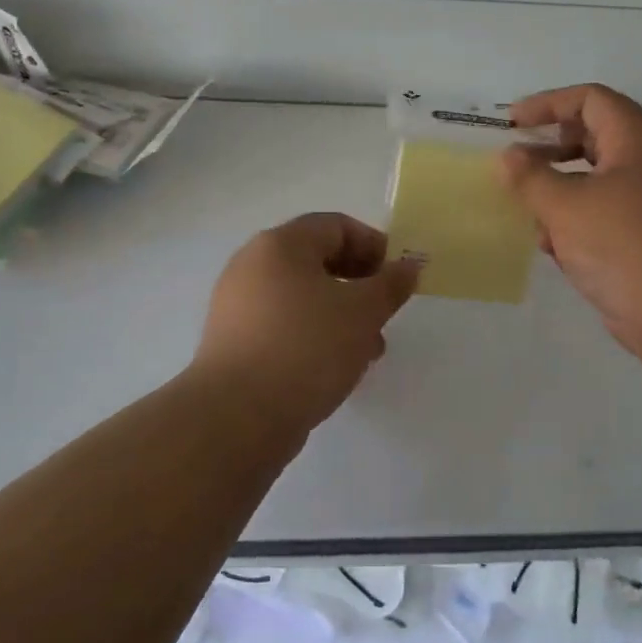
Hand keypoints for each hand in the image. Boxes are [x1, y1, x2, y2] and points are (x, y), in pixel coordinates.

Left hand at [194, 212, 420, 433]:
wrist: (237, 416)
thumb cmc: (306, 347)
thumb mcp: (363, 312)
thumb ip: (391, 284)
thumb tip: (408, 265)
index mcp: (280, 244)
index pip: (336, 226)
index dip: (374, 246)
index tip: (397, 279)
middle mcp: (252, 264)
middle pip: (317, 259)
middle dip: (359, 284)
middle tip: (383, 314)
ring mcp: (237, 303)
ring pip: (302, 296)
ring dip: (339, 314)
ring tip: (366, 351)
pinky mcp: (233, 340)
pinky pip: (282, 324)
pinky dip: (312, 334)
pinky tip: (332, 367)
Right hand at [498, 84, 641, 352]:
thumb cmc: (623, 244)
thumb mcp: (565, 206)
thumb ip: (530, 177)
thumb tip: (508, 157)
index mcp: (637, 140)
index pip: (591, 99)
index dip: (548, 103)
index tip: (513, 122)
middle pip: (594, 136)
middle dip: (551, 149)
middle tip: (518, 164)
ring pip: (597, 179)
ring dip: (559, 190)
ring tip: (530, 212)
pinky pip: (605, 213)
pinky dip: (577, 220)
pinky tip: (554, 247)